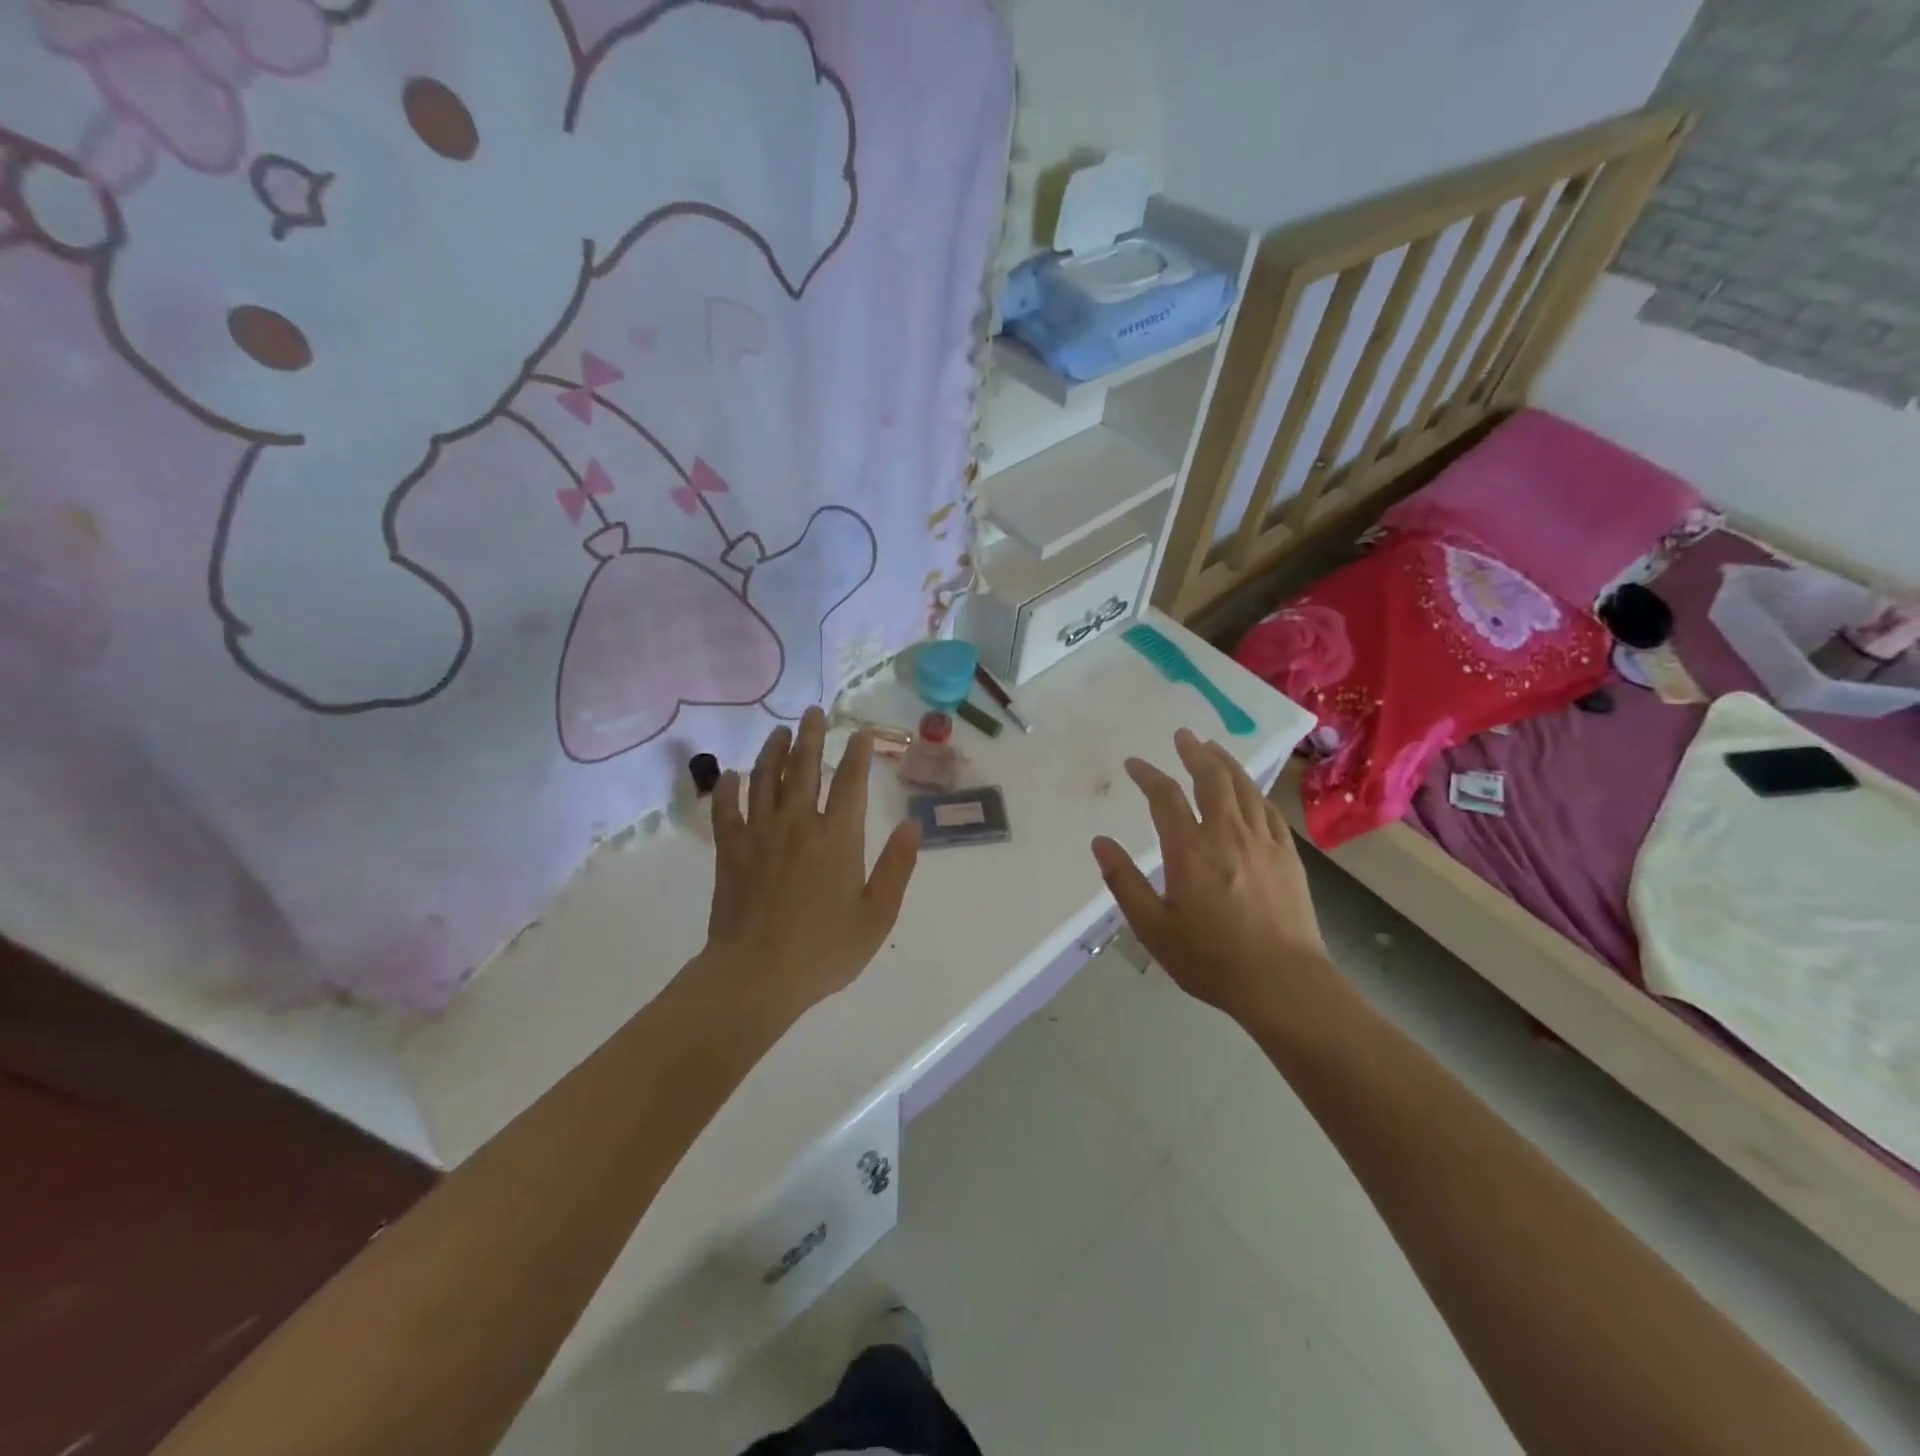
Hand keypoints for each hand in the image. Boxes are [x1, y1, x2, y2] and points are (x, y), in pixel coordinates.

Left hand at [699, 708, 920, 1026]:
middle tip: (814, 712)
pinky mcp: (729, 851)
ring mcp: (759, 834)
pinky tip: (730, 775)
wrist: (756, 976)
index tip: (861, 733)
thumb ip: (897, 867)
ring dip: (773, 751)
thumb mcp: (876, 915)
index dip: (859, 754)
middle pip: (804, 767)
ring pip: (765, 779)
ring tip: (780, 732)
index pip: (851, 782)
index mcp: (838, 838)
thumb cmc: (824, 950)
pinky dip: (727, 789)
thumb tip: (913, 824)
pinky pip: (725, 810)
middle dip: (812, 736)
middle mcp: (798, 824)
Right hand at [1091, 729, 1328, 1023]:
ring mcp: (1264, 842)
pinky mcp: (1289, 856)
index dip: (1148, 775)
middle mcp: (1228, 834)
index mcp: (1190, 850)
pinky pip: (1269, 810)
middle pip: (1212, 779)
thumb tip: (1100, 842)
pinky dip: (1254, 791)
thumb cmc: (1210, 959)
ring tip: (1214, 747)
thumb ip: (1124, 882)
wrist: (1283, 983)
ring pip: (1245, 788)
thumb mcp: (1153, 927)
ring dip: (1226, 763)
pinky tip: (1250, 791)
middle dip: (1194, 753)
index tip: (1134, 763)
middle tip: (1183, 735)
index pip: (1165, 797)